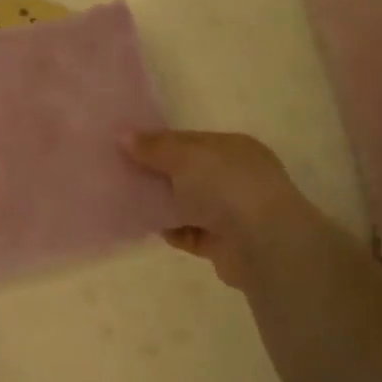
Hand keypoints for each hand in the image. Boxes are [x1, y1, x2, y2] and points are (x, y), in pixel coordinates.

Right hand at [122, 130, 329, 288]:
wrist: (263, 245)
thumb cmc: (226, 187)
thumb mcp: (186, 157)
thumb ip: (154, 147)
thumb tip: (122, 135)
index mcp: (233, 148)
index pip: (190, 141)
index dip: (158, 143)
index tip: (124, 146)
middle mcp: (235, 177)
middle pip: (187, 172)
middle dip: (156, 173)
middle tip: (118, 173)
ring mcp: (231, 212)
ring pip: (186, 204)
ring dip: (160, 204)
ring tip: (124, 200)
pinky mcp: (222, 244)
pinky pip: (188, 233)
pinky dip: (168, 230)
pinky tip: (143, 226)